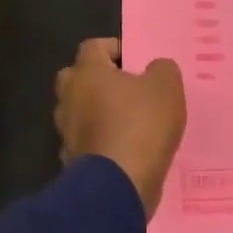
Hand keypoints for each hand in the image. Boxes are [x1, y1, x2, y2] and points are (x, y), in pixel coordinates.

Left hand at [54, 39, 185, 218]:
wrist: (119, 186)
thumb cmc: (141, 125)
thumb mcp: (166, 87)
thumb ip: (161, 69)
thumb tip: (153, 69)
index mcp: (87, 72)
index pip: (94, 46)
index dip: (116, 49)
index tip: (137, 62)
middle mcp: (69, 97)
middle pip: (79, 78)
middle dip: (100, 80)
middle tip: (128, 89)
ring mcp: (66, 131)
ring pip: (81, 112)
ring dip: (99, 113)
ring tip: (130, 122)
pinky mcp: (72, 160)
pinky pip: (87, 141)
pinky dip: (101, 142)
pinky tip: (124, 149)